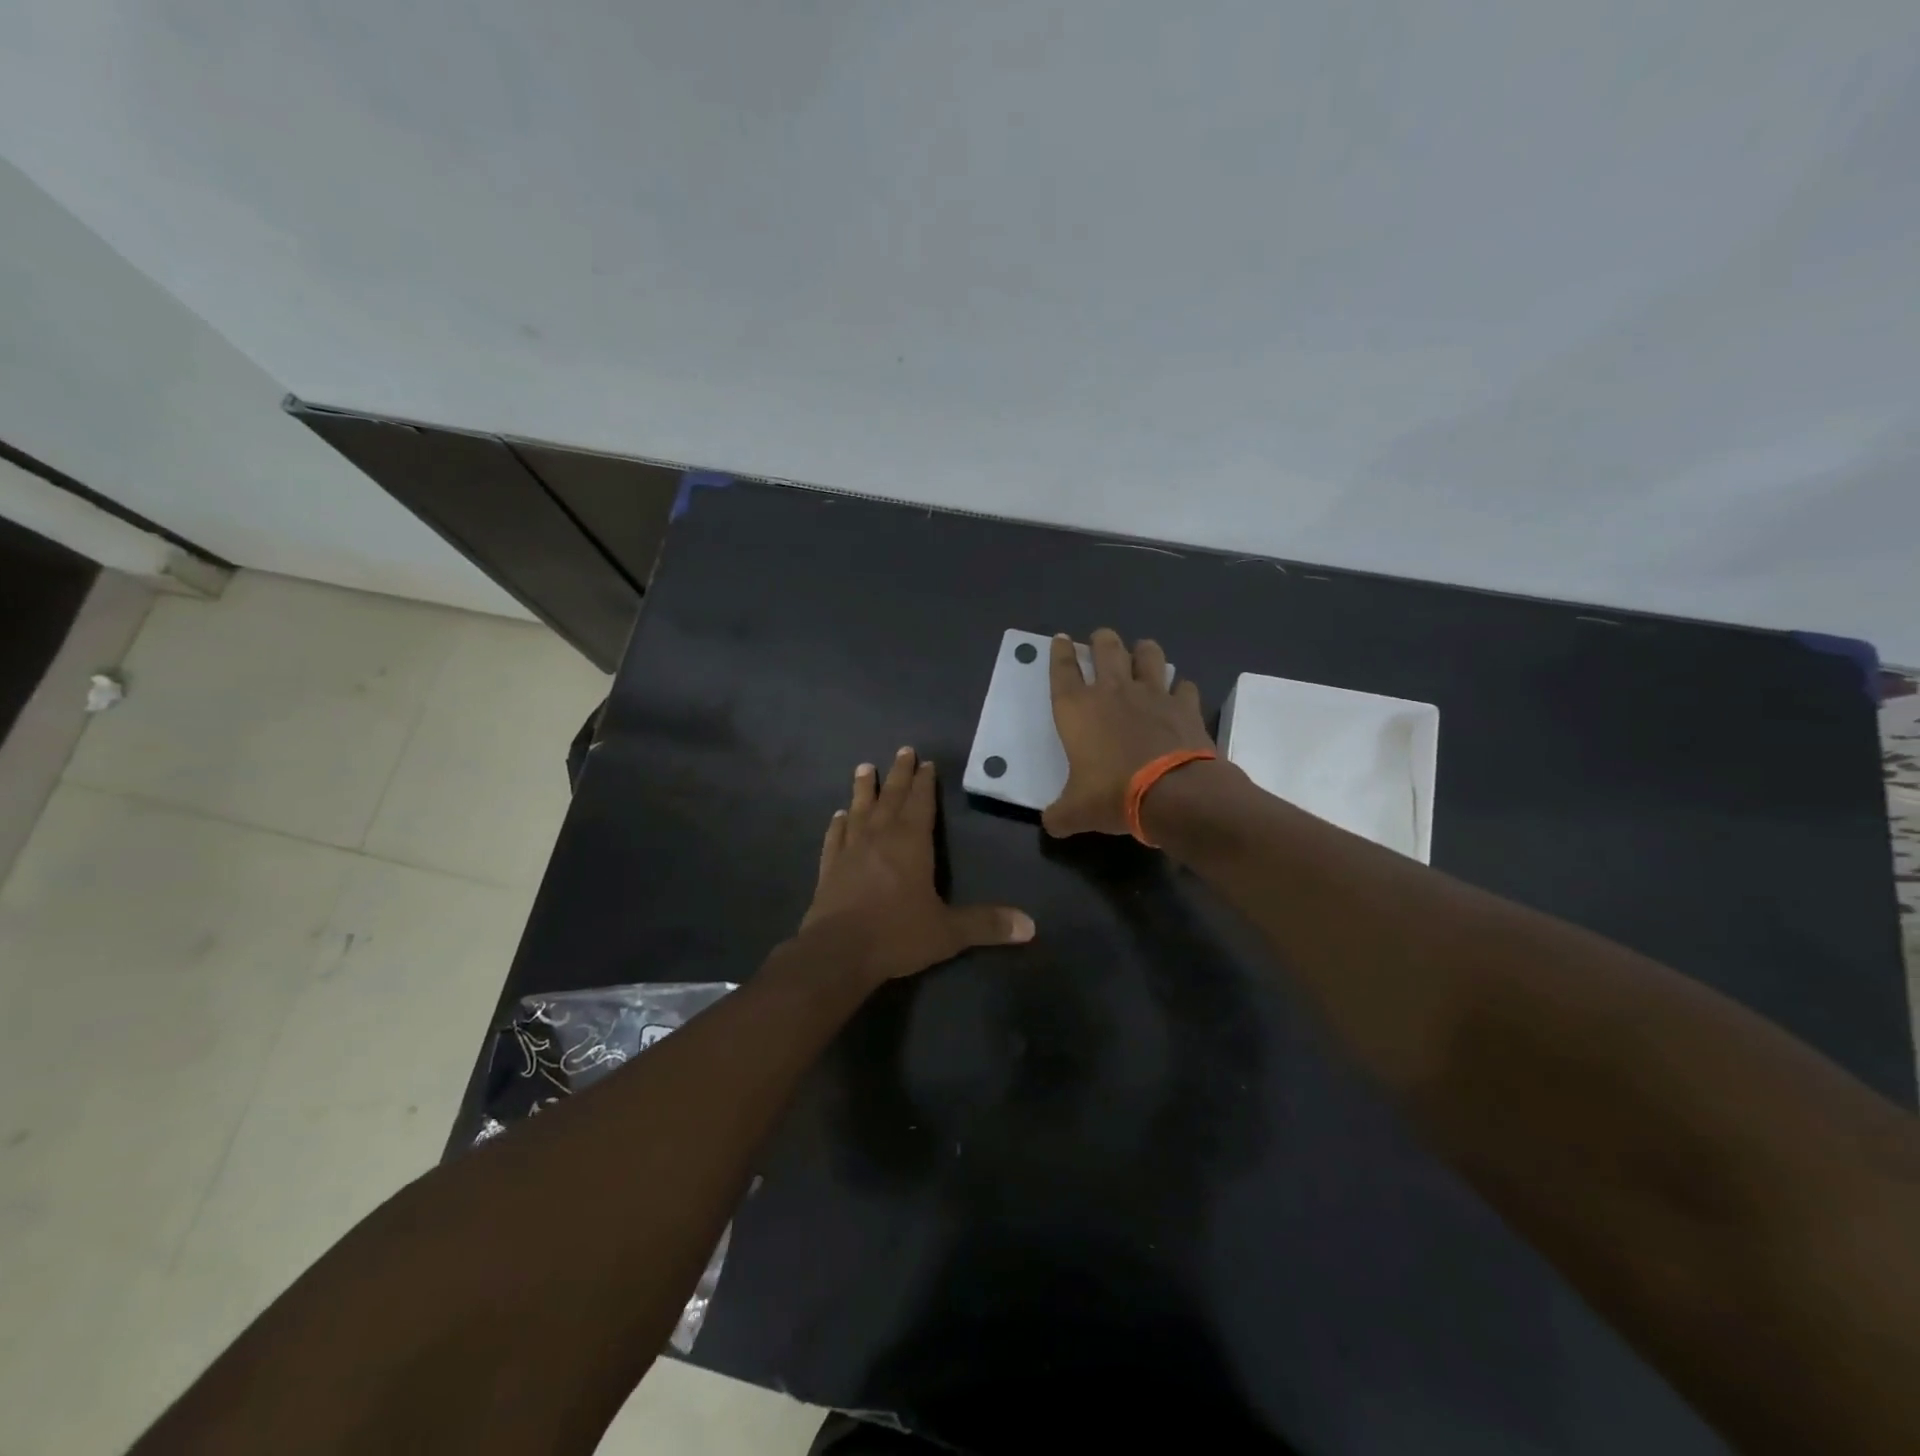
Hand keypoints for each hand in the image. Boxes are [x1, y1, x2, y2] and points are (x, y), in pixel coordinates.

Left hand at [801, 747, 1034, 982]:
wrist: (837, 952)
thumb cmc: (897, 934)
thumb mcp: (948, 932)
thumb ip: (987, 924)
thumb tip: (1031, 926)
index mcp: (911, 843)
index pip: (921, 803)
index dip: (925, 782)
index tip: (926, 762)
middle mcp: (880, 837)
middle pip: (891, 797)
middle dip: (899, 774)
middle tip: (903, 751)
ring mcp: (850, 850)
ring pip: (859, 809)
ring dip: (864, 788)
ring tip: (865, 768)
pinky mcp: (829, 867)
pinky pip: (835, 837)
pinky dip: (838, 824)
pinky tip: (838, 815)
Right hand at [1043, 629, 1213, 836]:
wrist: (1172, 793)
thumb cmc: (1112, 795)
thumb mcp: (1076, 812)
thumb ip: (1059, 815)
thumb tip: (1051, 824)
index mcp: (1077, 709)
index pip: (1062, 670)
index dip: (1059, 652)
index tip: (1060, 639)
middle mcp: (1112, 691)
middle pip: (1106, 648)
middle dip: (1101, 640)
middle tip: (1100, 640)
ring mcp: (1153, 694)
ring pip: (1148, 654)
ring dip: (1143, 651)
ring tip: (1142, 653)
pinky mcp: (1185, 705)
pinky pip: (1184, 685)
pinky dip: (1180, 688)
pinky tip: (1179, 695)